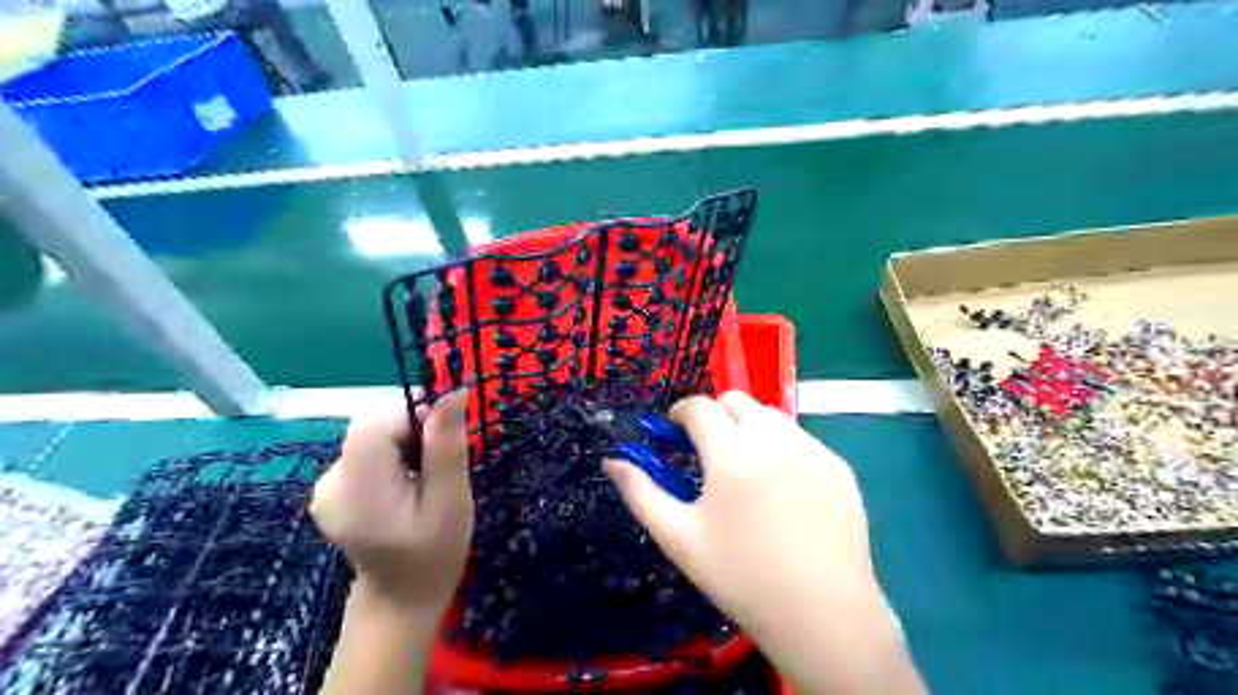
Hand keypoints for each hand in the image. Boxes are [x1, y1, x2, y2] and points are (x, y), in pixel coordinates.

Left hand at [314, 394, 474, 616]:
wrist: (401, 599)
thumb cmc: (435, 554)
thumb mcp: (451, 501)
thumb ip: (446, 447)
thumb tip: (453, 392)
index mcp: (357, 490)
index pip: (375, 423)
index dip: (414, 417)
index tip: (443, 442)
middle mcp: (331, 482)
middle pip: (372, 425)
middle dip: (411, 431)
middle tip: (437, 466)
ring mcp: (326, 485)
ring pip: (371, 434)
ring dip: (404, 442)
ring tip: (423, 479)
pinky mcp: (333, 487)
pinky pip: (367, 449)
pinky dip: (392, 454)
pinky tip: (406, 484)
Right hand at [601, 392, 869, 628]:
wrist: (822, 614)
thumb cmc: (740, 577)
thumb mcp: (678, 537)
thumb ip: (640, 492)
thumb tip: (612, 462)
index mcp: (732, 454)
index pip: (699, 407)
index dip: (680, 413)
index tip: (673, 432)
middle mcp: (775, 440)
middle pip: (736, 400)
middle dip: (714, 415)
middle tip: (707, 451)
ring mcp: (812, 450)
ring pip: (770, 415)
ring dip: (748, 427)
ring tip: (745, 470)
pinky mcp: (838, 466)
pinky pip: (800, 439)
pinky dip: (781, 447)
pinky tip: (781, 489)